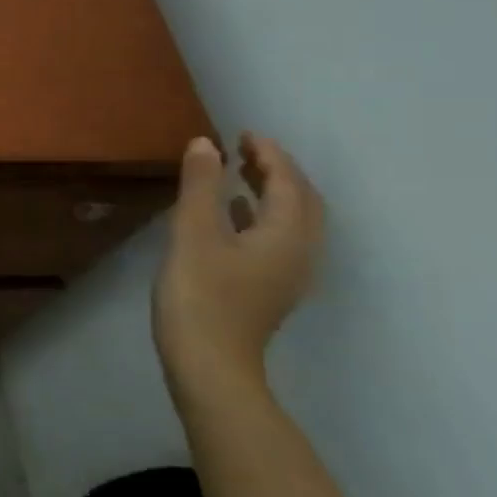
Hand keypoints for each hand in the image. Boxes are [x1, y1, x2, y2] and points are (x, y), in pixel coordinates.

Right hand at [154, 132, 324, 393]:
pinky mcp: (270, 288)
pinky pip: (278, 237)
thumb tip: (206, 143)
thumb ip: (201, 185)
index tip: (243, 133)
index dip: (269, 154)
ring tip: (240, 172)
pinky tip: (233, 214)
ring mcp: (288, 274)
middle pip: (303, 201)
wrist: (209, 363)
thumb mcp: (193, 232)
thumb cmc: (200, 294)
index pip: (289, 182)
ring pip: (294, 221)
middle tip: (245, 149)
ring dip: (273, 192)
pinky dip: (261, 215)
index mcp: (286, 234)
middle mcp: (300, 252)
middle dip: (279, 170)